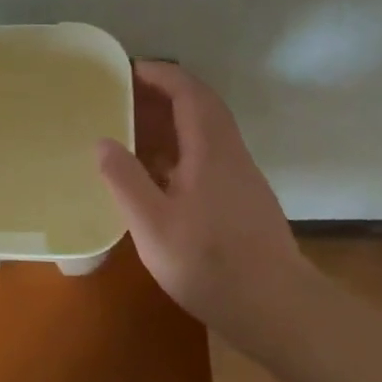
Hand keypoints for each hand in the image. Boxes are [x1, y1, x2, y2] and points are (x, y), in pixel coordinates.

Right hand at [96, 61, 310, 351]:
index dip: (159, 74)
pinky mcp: (243, 199)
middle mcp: (230, 153)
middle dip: (163, 93)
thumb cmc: (211, 264)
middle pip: (200, 105)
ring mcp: (241, 176)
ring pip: (206, 130)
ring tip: (132, 130)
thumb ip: (125, 180)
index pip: (188, 91)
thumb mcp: (154, 226)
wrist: (278, 311)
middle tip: (123, 97)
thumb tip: (103, 141)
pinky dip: (180, 147)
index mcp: (210, 149)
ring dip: (172, 121)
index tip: (127, 70)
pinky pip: (208, 154)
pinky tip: (158, 174)